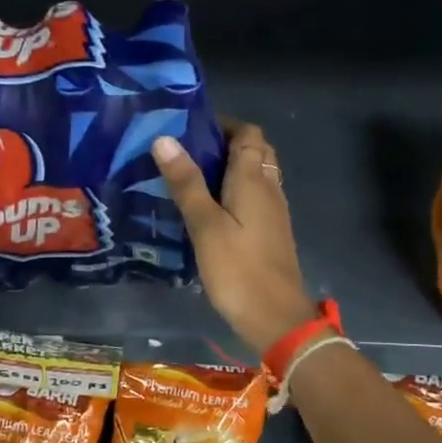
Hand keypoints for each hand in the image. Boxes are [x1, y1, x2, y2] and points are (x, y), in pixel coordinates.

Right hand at [152, 121, 315, 354]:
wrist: (276, 318)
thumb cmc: (238, 269)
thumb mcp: (205, 225)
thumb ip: (186, 182)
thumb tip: (165, 139)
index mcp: (254, 180)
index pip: (248, 133)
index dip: (223, 124)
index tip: (189, 128)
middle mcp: (269, 189)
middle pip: (255, 151)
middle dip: (225, 143)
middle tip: (186, 152)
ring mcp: (273, 212)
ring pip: (256, 175)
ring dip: (230, 168)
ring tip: (191, 175)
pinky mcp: (270, 233)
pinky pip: (254, 197)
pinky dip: (234, 191)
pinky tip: (208, 208)